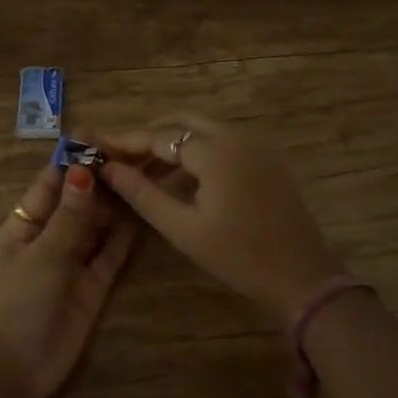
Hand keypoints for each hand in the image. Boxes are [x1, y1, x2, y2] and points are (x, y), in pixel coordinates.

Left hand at [0, 163, 138, 397]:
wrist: (17, 370)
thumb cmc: (19, 303)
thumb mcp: (44, 253)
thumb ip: (70, 215)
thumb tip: (83, 171)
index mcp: (25, 225)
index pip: (50, 184)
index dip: (73, 161)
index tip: (101, 137)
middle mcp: (50, 238)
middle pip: (78, 202)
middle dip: (102, 181)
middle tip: (136, 155)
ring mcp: (72, 262)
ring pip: (98, 226)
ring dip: (117, 205)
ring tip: (146, 176)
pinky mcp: (93, 285)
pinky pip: (111, 254)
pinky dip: (125, 236)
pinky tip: (144, 214)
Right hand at [91, 112, 342, 323]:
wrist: (302, 275)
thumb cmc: (238, 256)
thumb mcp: (183, 228)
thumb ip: (143, 193)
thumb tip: (108, 169)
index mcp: (215, 150)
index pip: (159, 135)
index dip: (125, 139)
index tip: (95, 144)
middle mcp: (236, 136)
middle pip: (181, 122)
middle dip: (148, 135)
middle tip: (118, 156)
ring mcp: (254, 145)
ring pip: (202, 130)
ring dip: (171, 143)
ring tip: (139, 169)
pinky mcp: (265, 159)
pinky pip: (221, 143)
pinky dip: (194, 152)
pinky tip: (175, 177)